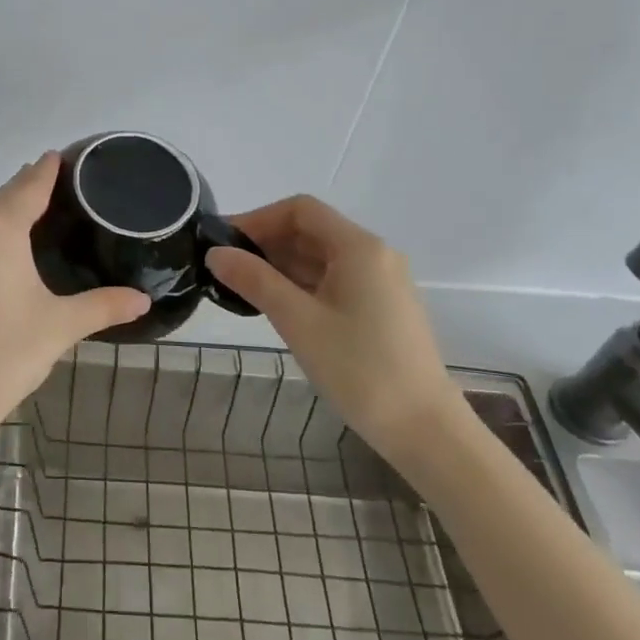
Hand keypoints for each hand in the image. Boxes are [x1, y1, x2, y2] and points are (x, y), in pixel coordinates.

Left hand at [0, 153, 150, 459]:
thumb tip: (144, 299)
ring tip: (34, 224)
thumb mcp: (59, 327)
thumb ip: (103, 305)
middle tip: (60, 194)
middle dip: (28, 192)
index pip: (29, 183)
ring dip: (4, 217)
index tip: (62, 155)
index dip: (48, 168)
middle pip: (2, 198)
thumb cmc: (2, 356)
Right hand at [204, 195, 461, 457]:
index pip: (300, 210)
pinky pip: (334, 280)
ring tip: (242, 287)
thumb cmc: (359, 369)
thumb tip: (215, 253)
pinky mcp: (381, 308)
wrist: (424, 430)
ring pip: (321, 257)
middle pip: (311, 231)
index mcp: (359, 247)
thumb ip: (254, 280)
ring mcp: (381, 282)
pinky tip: (276, 305)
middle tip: (226, 268)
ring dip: (281, 265)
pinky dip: (301, 284)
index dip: (258, 219)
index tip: (224, 243)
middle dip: (266, 243)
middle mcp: (374, 255)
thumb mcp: (298, 321)